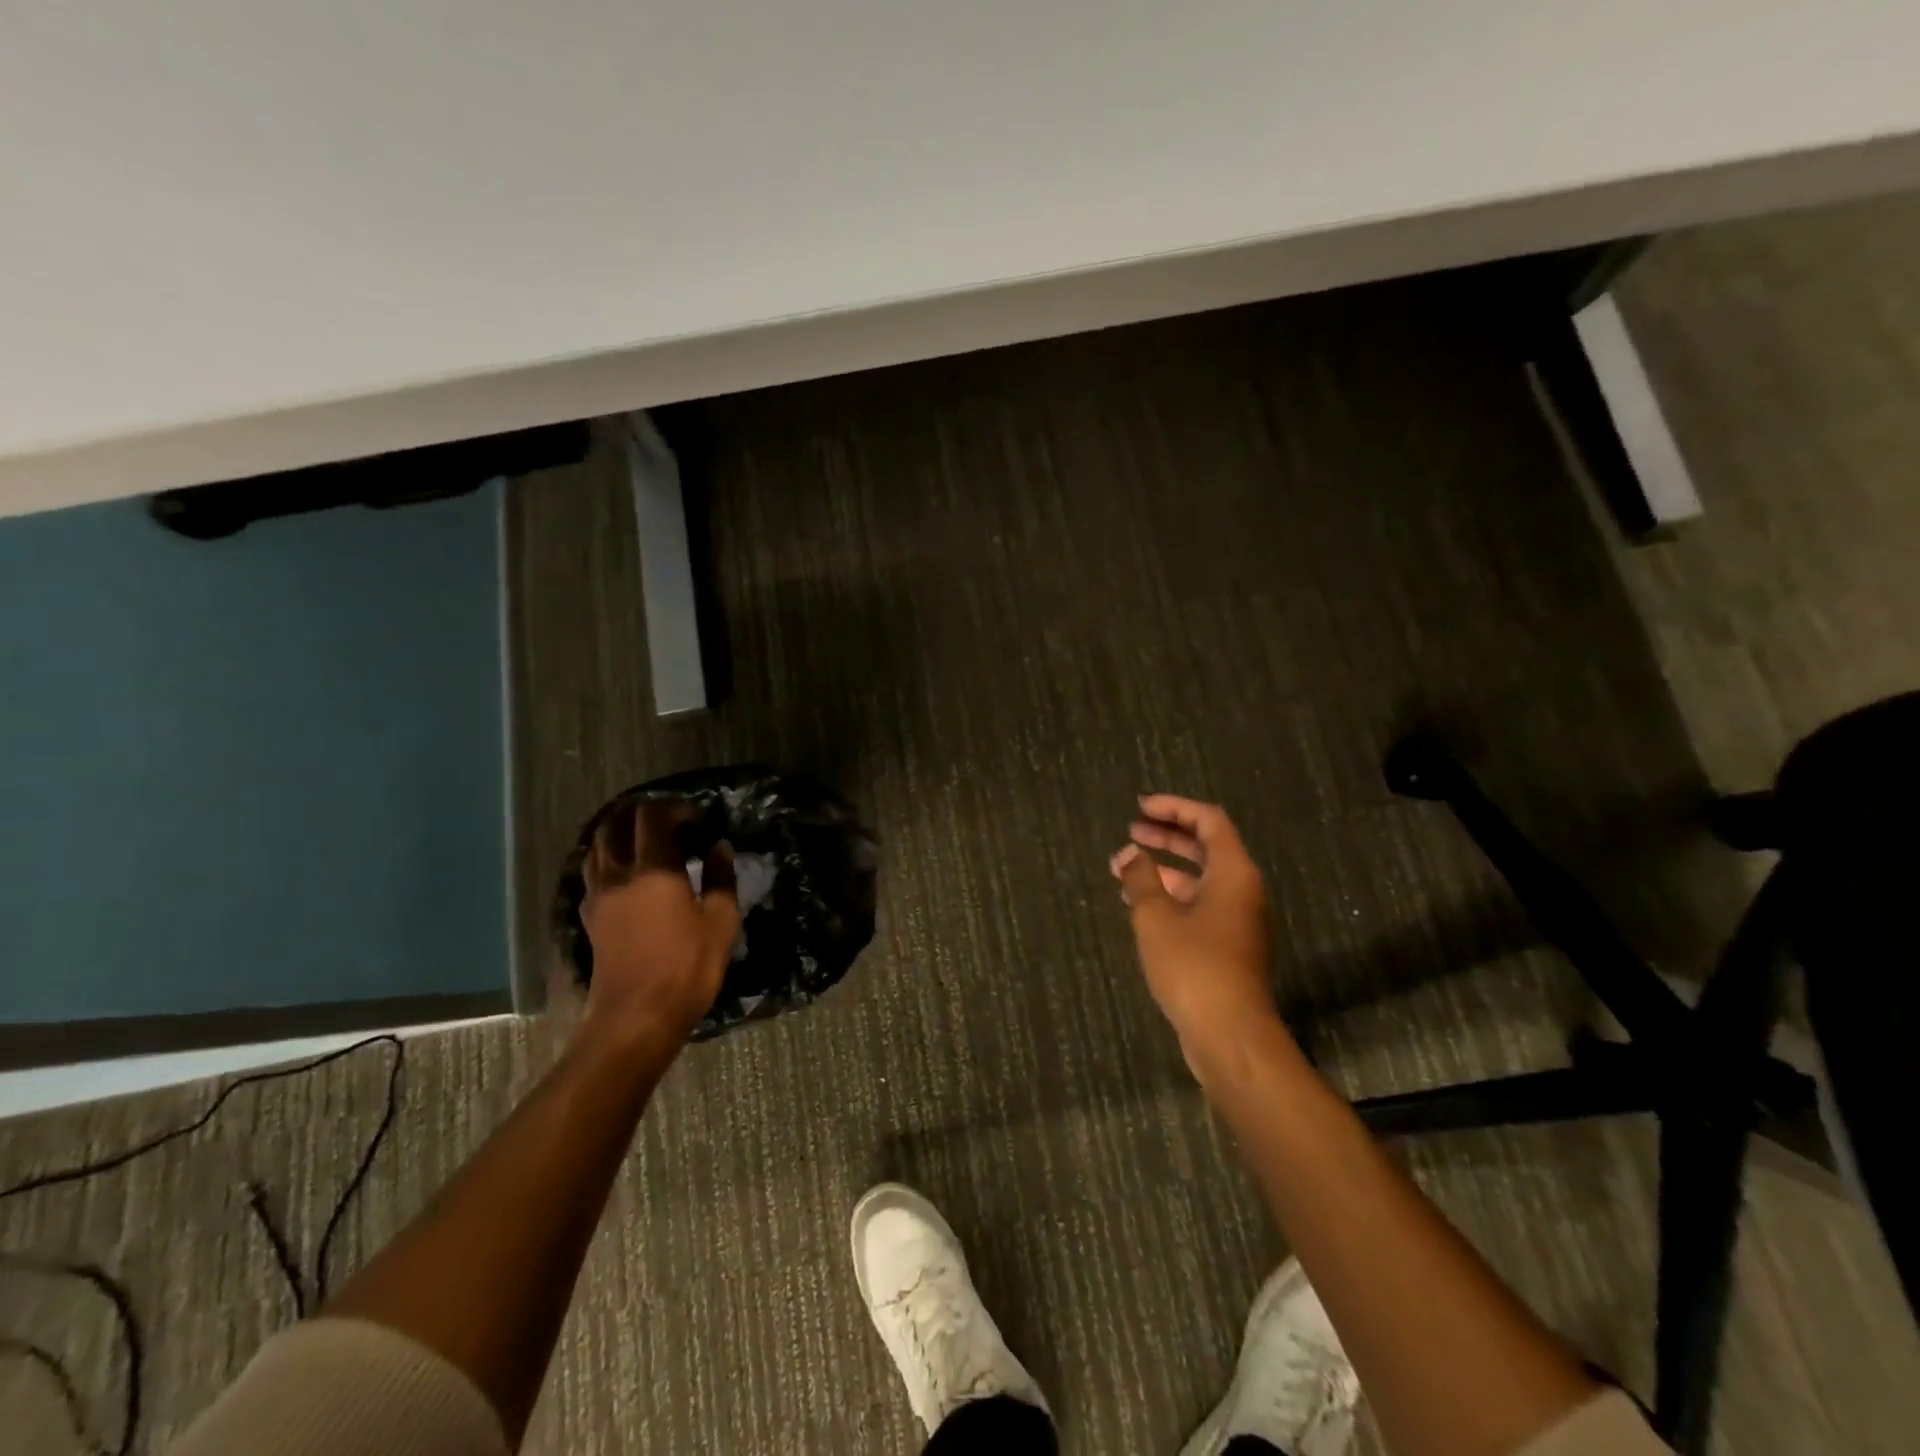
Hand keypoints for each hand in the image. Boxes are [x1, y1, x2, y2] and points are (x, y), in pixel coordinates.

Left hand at [579, 800, 739, 1047]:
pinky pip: (593, 875)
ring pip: (598, 848)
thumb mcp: (721, 922)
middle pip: (616, 825)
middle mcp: (619, 874)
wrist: (637, 1017)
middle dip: (642, 815)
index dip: (674, 808)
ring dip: (619, 836)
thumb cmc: (687, 967)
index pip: (653, 816)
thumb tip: (719, 848)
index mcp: (654, 869)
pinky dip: (608, 862)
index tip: (697, 819)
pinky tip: (628, 876)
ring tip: (644, 844)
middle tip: (669, 824)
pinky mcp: (590, 918)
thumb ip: (720, 878)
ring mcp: (599, 896)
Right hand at [1111, 795, 1279, 1063]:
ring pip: (1199, 879)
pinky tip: (1138, 904)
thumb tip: (1129, 853)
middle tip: (1131, 830)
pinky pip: (1198, 905)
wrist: (1229, 1034)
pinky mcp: (1227, 946)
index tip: (1140, 807)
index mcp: (1233, 873)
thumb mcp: (1156, 917)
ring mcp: (1236, 920)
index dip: (1174, 808)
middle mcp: (1241, 890)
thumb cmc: (1193, 966)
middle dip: (1167, 836)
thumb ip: (1141, 879)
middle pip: (1206, 847)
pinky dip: (1170, 896)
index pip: (1208, 821)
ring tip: (1123, 868)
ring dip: (1163, 869)